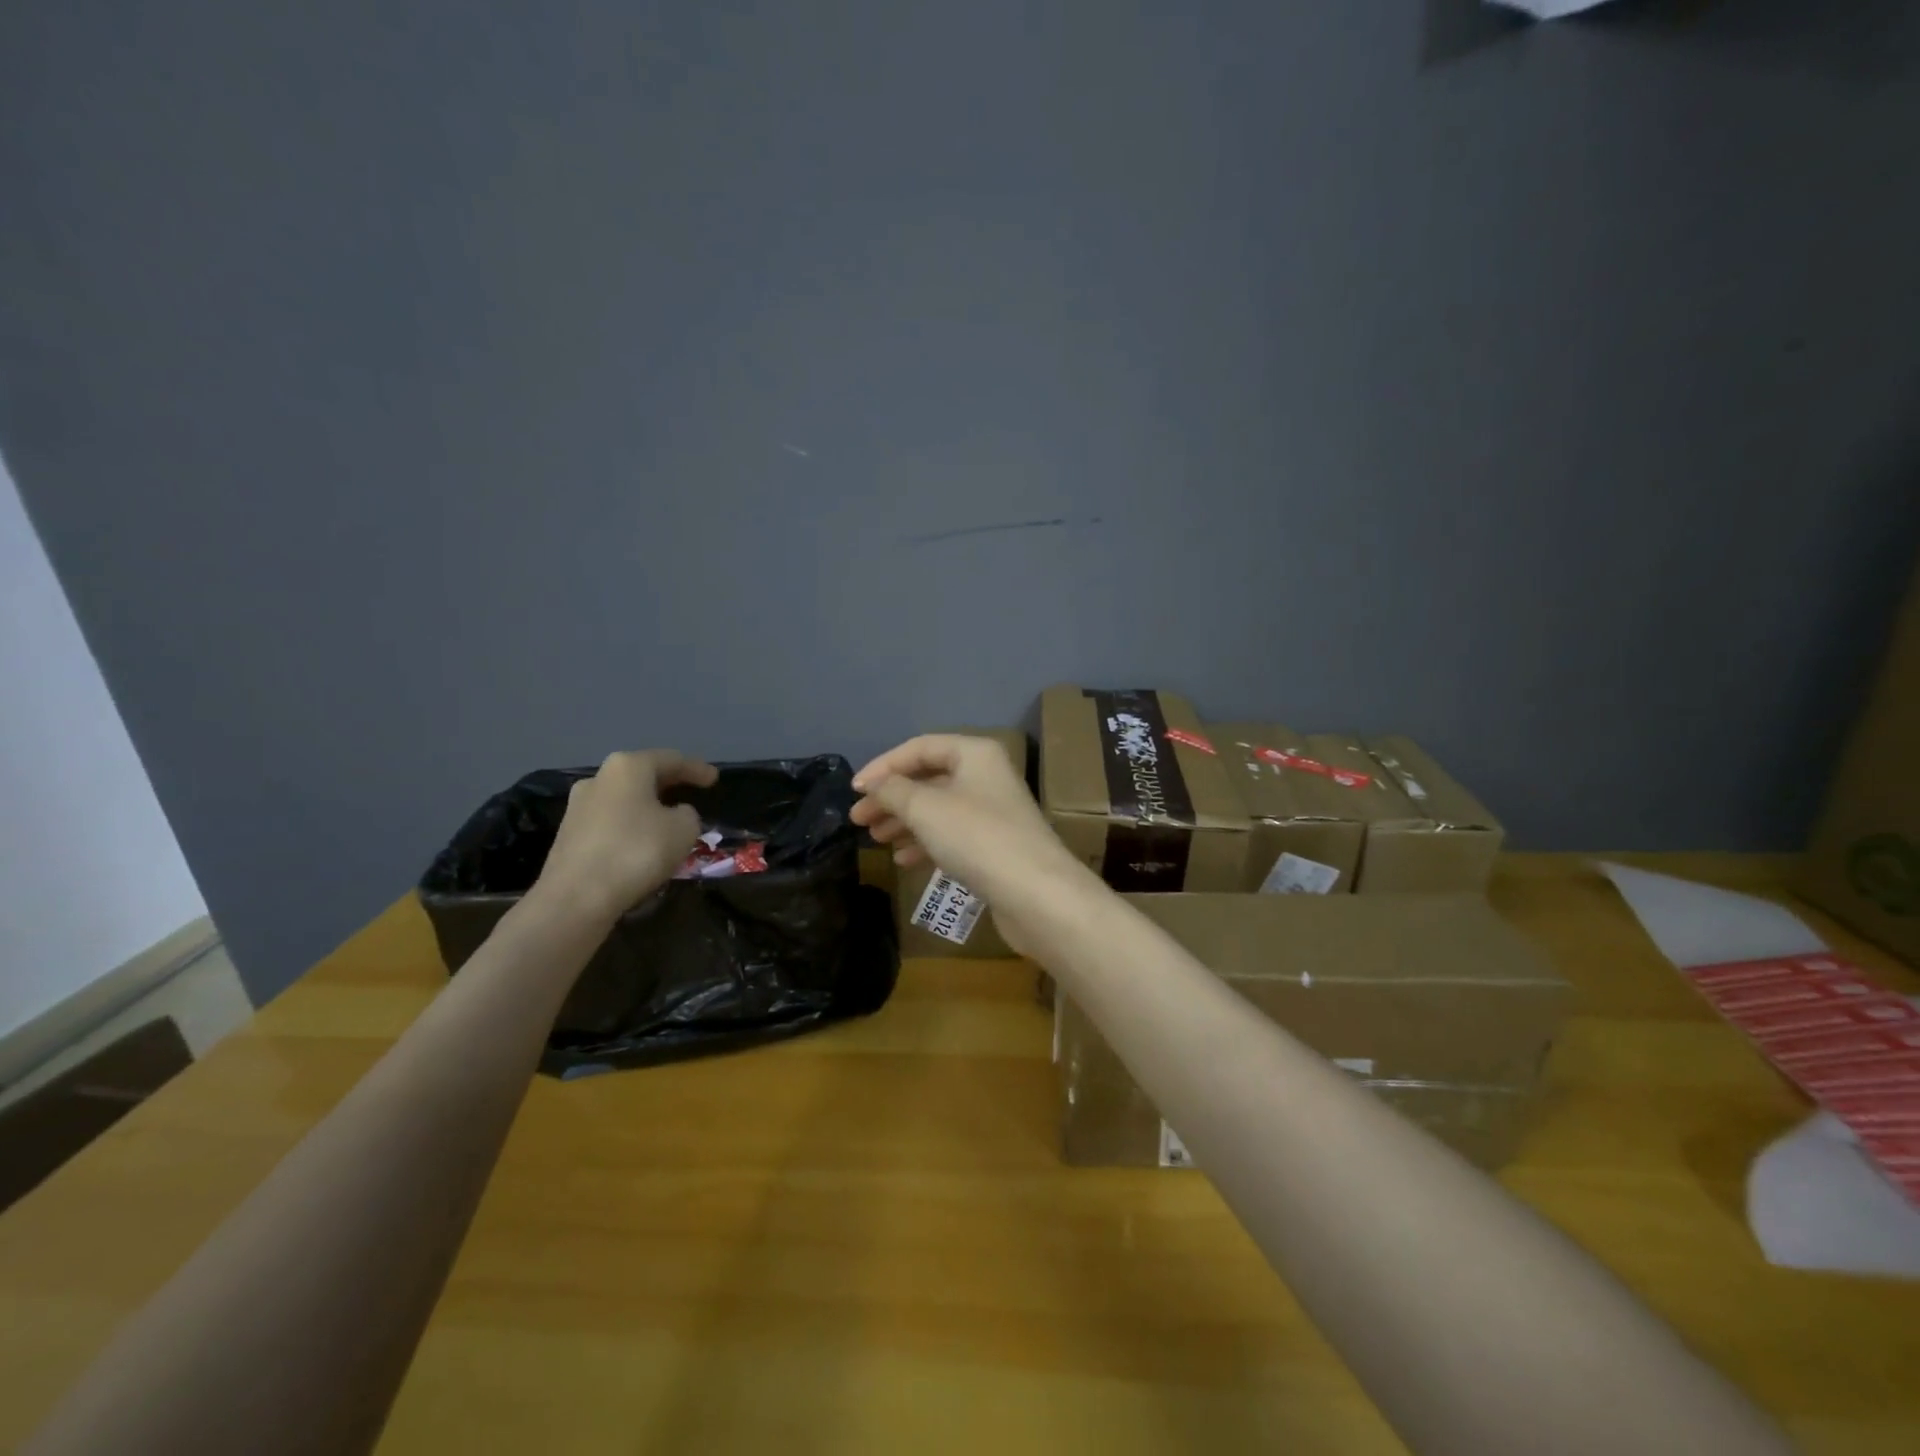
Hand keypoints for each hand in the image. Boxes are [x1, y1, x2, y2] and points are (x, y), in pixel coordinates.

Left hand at [532, 750, 718, 924]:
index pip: (671, 759)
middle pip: (642, 775)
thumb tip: (675, 814)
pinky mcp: (569, 835)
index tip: (714, 779)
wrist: (576, 898)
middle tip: (691, 792)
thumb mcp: (684, 829)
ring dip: (647, 806)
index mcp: (628, 767)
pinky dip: (631, 826)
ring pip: (624, 799)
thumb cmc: (637, 852)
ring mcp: (578, 807)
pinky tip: (643, 841)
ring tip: (668, 820)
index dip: (697, 769)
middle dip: (669, 784)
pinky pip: (610, 822)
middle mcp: (599, 778)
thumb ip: (688, 814)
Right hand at [851, 736, 1084, 946]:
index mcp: (975, 754)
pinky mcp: (995, 845)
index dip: (884, 765)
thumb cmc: (977, 838)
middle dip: (892, 798)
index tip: (854, 790)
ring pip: (938, 809)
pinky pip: (952, 835)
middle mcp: (986, 776)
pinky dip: (926, 843)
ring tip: (876, 840)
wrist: (1036, 893)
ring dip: (905, 821)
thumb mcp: (925, 808)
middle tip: (859, 820)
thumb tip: (875, 784)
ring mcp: (993, 812)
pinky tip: (904, 860)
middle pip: (929, 779)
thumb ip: (893, 791)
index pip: (920, 748)